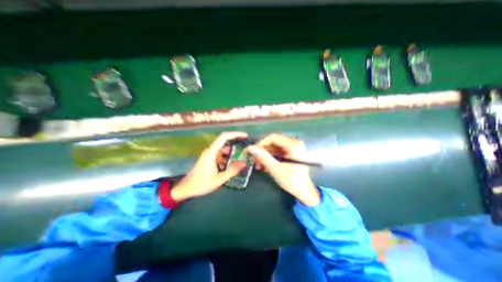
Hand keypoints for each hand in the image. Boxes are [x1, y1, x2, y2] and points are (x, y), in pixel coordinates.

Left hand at [172, 132, 247, 202]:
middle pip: (225, 142)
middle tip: (247, 148)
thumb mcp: (219, 179)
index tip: (245, 136)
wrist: (186, 188)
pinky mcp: (209, 159)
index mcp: (212, 152)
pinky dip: (228, 158)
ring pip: (223, 150)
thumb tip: (244, 163)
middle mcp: (210, 151)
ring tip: (242, 157)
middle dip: (236, 143)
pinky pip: (221, 155)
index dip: (235, 134)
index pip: (224, 137)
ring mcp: (210, 155)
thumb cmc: (201, 184)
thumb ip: (232, 171)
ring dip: (232, 152)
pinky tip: (233, 165)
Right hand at [247, 133, 318, 205]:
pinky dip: (270, 159)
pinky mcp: (291, 154)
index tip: (251, 151)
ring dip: (265, 156)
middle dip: (262, 151)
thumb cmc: (293, 182)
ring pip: (274, 148)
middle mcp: (294, 144)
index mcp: (294, 145)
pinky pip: (278, 153)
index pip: (273, 138)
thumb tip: (250, 148)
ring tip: (258, 166)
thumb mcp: (276, 170)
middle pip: (273, 143)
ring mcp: (293, 149)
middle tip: (253, 160)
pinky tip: (264, 166)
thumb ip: (263, 157)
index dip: (260, 143)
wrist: (306, 193)